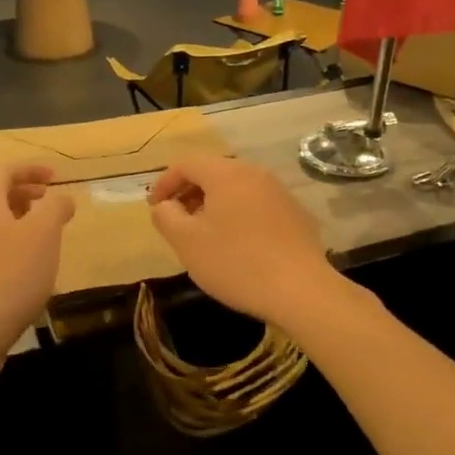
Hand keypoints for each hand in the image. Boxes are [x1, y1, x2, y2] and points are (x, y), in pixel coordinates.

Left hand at [0, 164, 74, 367]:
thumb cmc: (10, 275)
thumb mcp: (43, 234)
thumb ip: (55, 208)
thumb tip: (61, 198)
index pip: (1, 171)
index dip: (29, 168)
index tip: (55, 177)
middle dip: (25, 193)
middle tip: (50, 201)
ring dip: (20, 222)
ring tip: (46, 236)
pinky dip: (12, 248)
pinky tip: (31, 271)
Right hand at [148, 155, 341, 330]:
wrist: (301, 291)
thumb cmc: (236, 263)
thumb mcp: (187, 242)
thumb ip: (166, 217)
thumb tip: (164, 206)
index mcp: (226, 174)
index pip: (187, 164)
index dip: (165, 182)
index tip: (153, 207)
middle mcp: (255, 174)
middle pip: (213, 172)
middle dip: (189, 192)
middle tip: (176, 219)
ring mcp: (280, 193)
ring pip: (237, 189)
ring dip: (214, 204)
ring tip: (204, 233)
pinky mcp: (296, 215)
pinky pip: (257, 205)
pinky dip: (238, 215)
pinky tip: (237, 244)